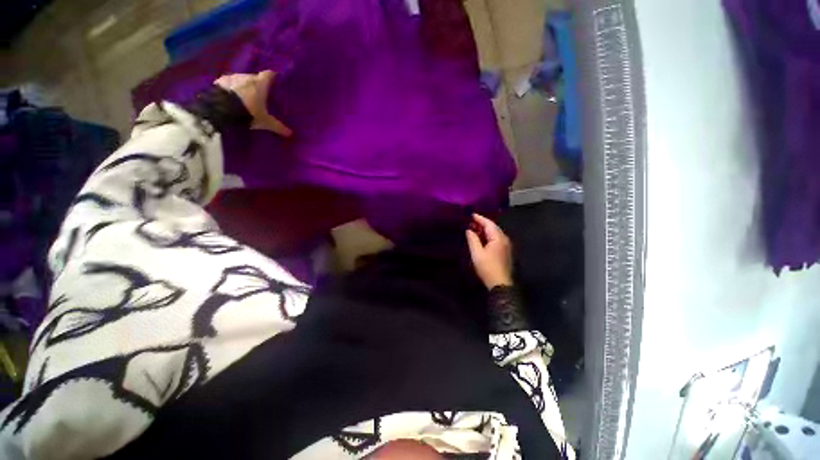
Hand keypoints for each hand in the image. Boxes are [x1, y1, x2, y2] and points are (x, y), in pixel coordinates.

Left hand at [214, 70, 292, 136]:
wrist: (220, 109)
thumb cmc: (248, 112)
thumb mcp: (265, 122)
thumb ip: (278, 126)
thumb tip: (291, 133)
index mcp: (260, 83)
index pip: (269, 75)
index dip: (273, 78)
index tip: (276, 82)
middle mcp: (247, 76)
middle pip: (255, 77)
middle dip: (258, 84)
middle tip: (261, 94)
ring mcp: (232, 77)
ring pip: (242, 80)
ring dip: (244, 86)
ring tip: (246, 97)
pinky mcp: (219, 81)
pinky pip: (229, 83)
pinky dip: (232, 89)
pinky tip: (232, 97)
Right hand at [465, 213, 512, 288]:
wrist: (500, 284)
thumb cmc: (487, 267)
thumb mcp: (477, 253)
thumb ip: (473, 239)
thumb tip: (469, 230)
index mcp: (498, 238)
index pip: (489, 224)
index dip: (479, 218)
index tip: (471, 214)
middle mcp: (504, 239)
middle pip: (493, 227)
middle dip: (482, 223)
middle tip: (470, 221)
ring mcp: (506, 246)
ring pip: (495, 233)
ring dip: (485, 230)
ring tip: (474, 229)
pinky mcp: (505, 251)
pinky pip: (496, 239)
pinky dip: (488, 236)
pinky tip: (481, 239)